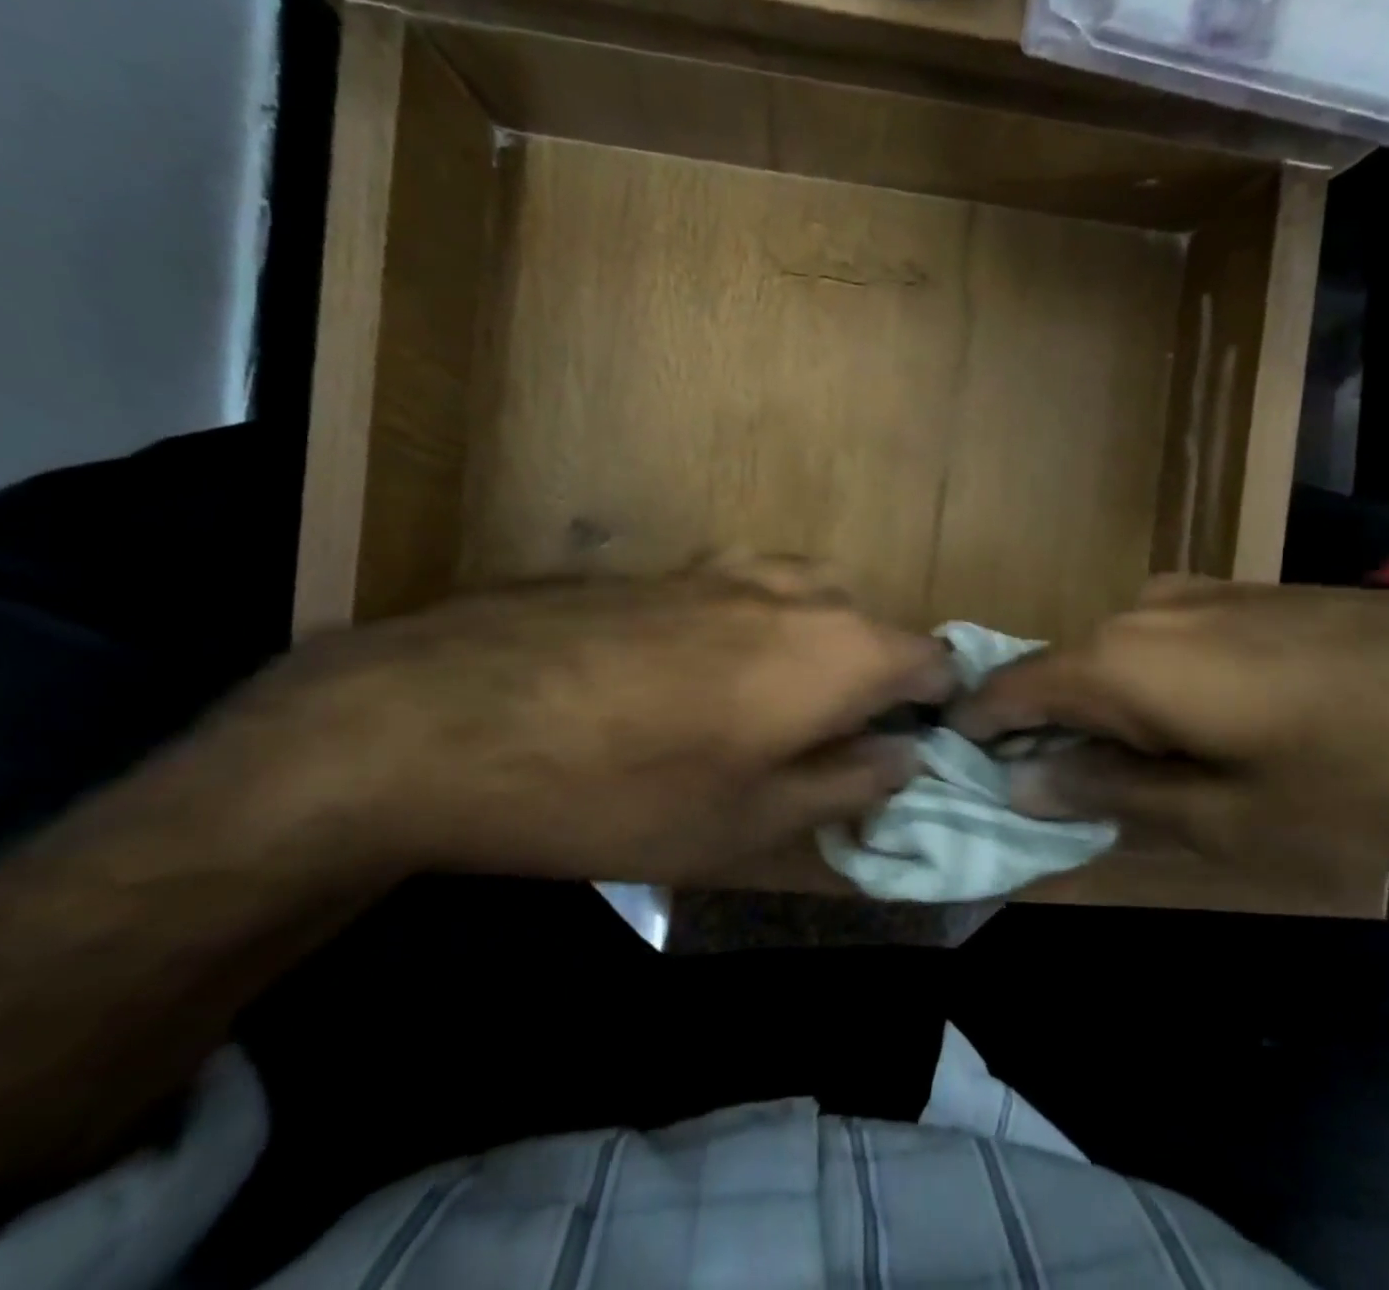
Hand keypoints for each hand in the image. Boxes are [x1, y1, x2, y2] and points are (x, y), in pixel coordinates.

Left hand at [196, 560, 955, 882]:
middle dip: (871, 678)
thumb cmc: (627, 791)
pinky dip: (754, 623)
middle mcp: (796, 591)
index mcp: (839, 649)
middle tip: (832, 743)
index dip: (934, 705)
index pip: (931, 659)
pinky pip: (743, 587)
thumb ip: (848, 785)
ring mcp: (726, 567)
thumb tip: (905, 758)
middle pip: (870, 623)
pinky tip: (698, 671)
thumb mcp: (752, 823)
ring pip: (807, 595)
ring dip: (814, 644)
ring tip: (772, 705)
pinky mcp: (666, 566)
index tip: (909, 749)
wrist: (453, 718)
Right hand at [949, 577, 1388, 885]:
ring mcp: (1186, 593)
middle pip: (1055, 672)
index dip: (976, 731)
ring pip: (1105, 657)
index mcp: (1120, 662)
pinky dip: (1142, 687)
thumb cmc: (1362, 775)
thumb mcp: (1228, 819)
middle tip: (1055, 796)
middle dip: (1041, 731)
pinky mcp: (1229, 591)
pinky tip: (1191, 726)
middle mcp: (1136, 611)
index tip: (963, 773)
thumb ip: (1110, 793)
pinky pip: (1153, 642)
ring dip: (1098, 711)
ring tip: (1132, 771)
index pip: (1007, 689)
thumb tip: (1023, 779)